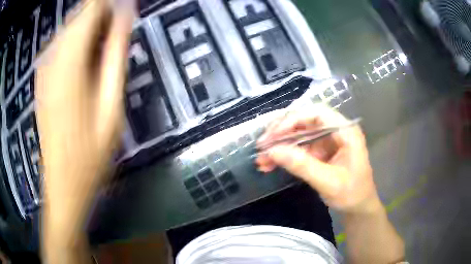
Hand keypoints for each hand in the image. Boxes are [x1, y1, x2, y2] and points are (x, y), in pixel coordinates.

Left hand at [37, 0, 133, 237]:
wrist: (63, 182)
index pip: (91, 7)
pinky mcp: (42, 76)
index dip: (110, 4)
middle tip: (118, 38)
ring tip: (104, 53)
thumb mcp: (111, 104)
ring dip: (92, 30)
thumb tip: (126, 14)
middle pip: (80, 14)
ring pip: (71, 26)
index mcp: (69, 60)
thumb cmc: (90, 153)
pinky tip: (87, 64)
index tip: (126, 12)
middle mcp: (52, 56)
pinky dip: (79, 42)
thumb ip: (116, 54)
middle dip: (102, 16)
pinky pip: (62, 42)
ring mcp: (44, 66)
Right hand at [256, 104, 380, 213]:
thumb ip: (302, 165)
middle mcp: (336, 131)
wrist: (358, 208)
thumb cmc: (352, 194)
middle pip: (305, 121)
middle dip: (282, 133)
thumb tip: (272, 151)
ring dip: (280, 146)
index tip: (273, 135)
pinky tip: (270, 164)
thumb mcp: (328, 182)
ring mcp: (327, 141)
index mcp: (345, 131)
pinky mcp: (320, 152)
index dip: (293, 120)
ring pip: (299, 136)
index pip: (317, 114)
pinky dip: (285, 156)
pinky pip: (299, 149)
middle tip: (262, 145)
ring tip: (261, 160)